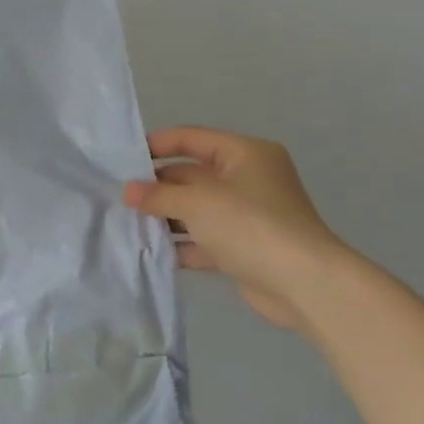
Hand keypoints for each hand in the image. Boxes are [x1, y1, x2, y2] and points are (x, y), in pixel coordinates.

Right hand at [124, 127, 345, 331]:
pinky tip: (152, 250)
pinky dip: (181, 243)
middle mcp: (247, 179)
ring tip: (127, 223)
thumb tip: (127, 191)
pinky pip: (204, 238)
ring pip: (196, 208)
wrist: (304, 284)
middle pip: (192, 175)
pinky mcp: (244, 246)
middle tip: (120, 196)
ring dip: (165, 216)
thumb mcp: (197, 203)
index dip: (157, 145)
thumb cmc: (250, 226)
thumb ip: (158, 195)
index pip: (192, 139)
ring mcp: (247, 214)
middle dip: (157, 186)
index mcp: (244, 154)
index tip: (122, 159)